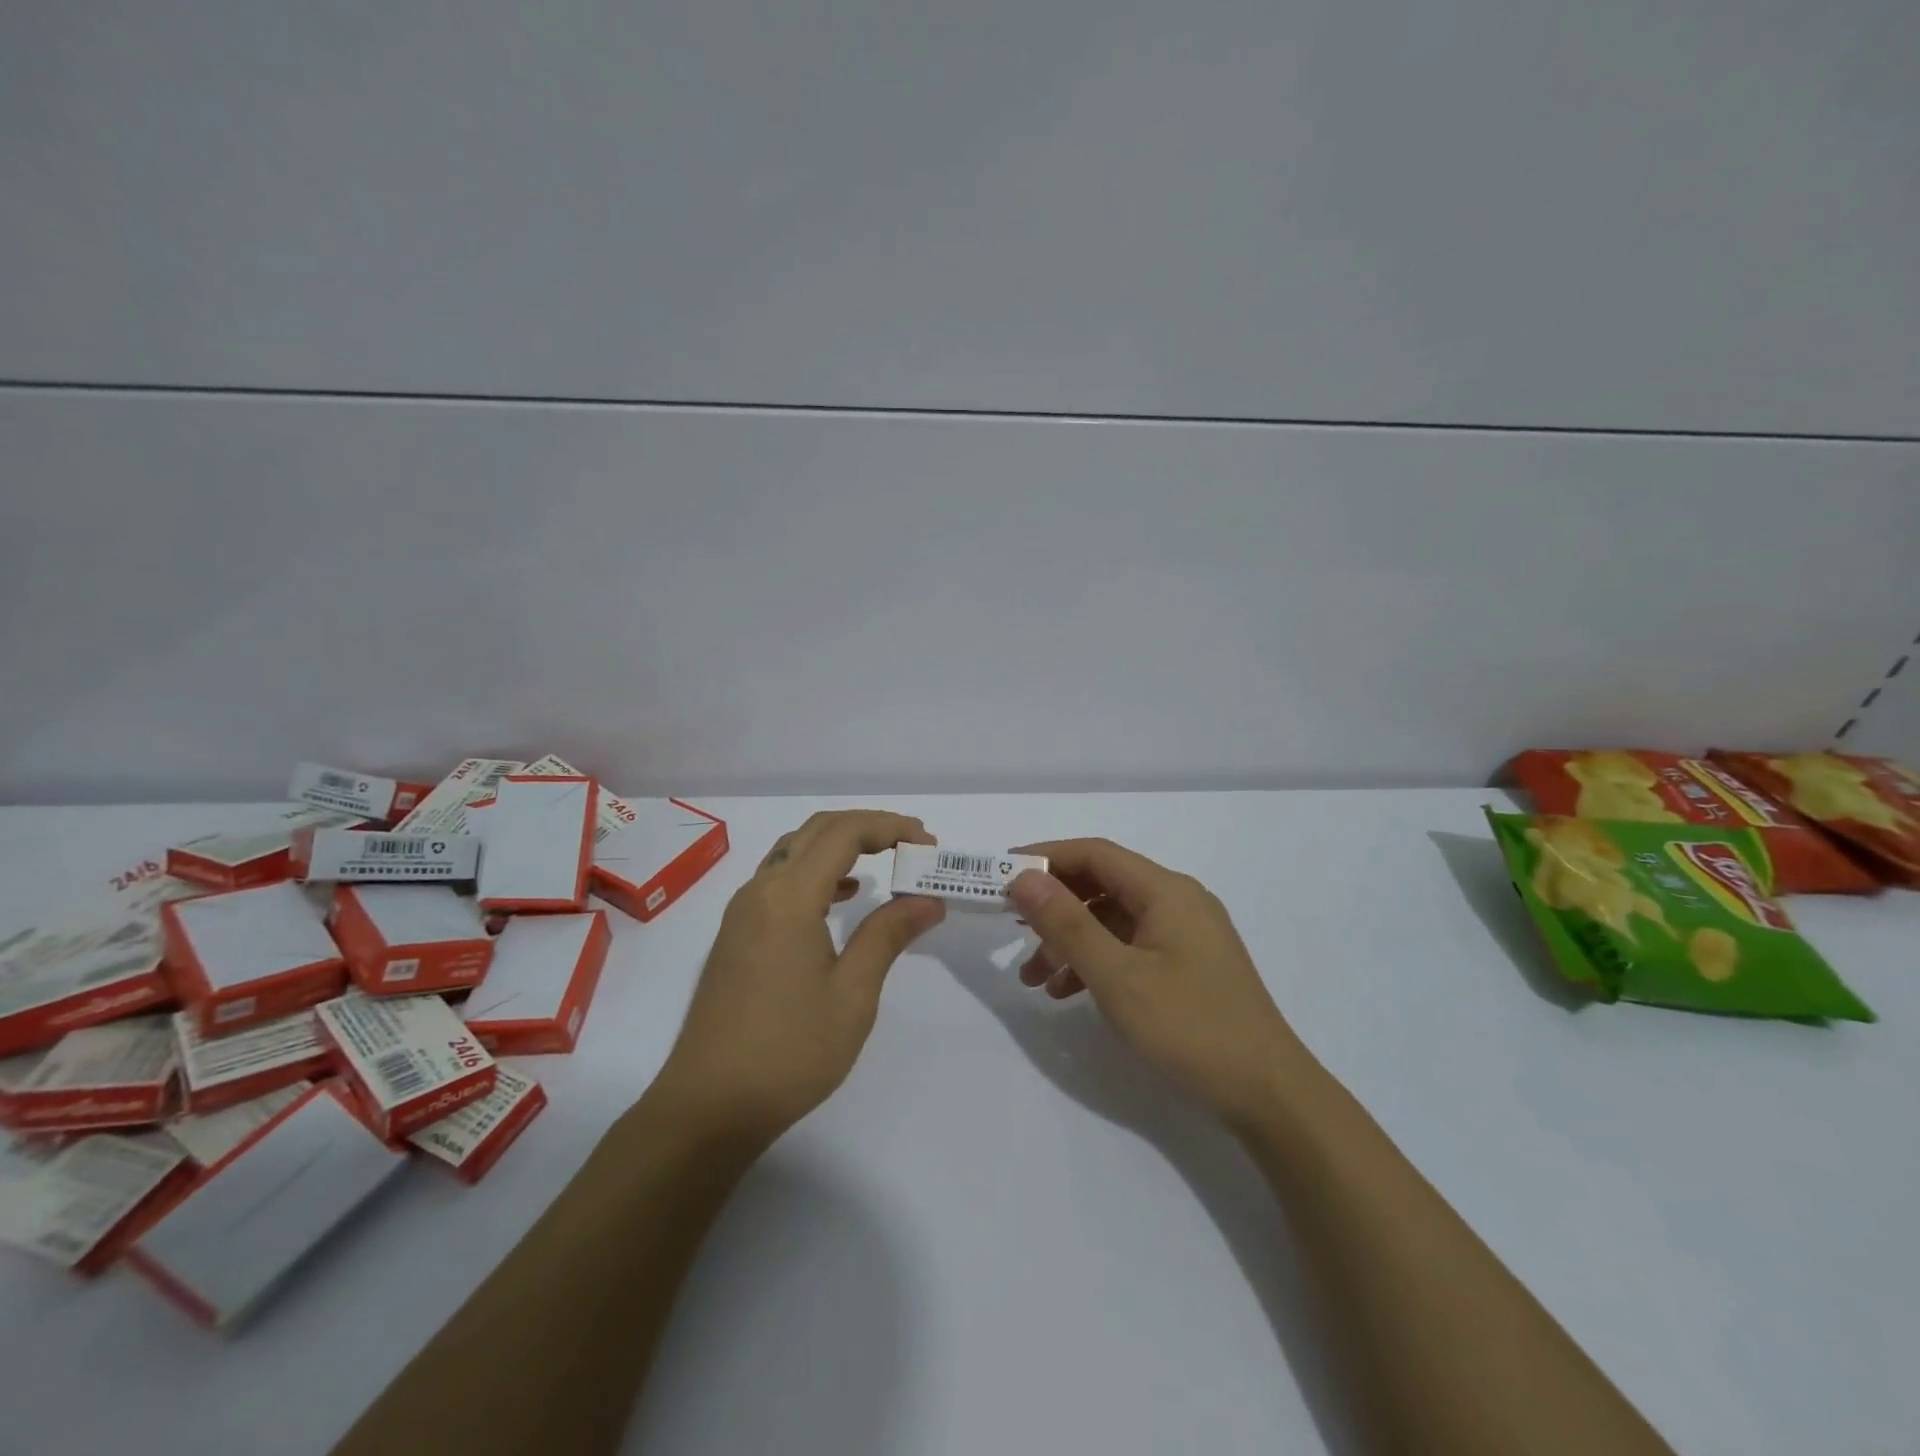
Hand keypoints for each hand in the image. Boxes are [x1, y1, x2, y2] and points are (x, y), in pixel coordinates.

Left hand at [654, 810, 944, 1144]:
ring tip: (885, 862)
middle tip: (912, 844)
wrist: (709, 1107)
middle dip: (868, 827)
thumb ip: (888, 935)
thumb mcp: (852, 995)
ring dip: (840, 845)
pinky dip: (816, 871)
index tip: (928, 844)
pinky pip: (779, 878)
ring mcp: (742, 912)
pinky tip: (842, 897)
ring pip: (794, 851)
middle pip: (817, 830)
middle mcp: (760, 890)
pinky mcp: (736, 934)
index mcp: (789, 897)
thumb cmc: (789, 1052)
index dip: (890, 827)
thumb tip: (928, 899)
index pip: (844, 833)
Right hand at [1007, 838, 1300, 1125]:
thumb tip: (1024, 877)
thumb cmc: (1190, 1027)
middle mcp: (1177, 902)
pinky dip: (1095, 962)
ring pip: (1112, 920)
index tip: (1002, 876)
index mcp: (1166, 891)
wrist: (1269, 1096)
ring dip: (1070, 941)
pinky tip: (1067, 993)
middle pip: (1102, 885)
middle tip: (1011, 926)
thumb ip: (1067, 924)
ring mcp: (1185, 935)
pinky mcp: (1187, 966)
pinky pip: (1129, 948)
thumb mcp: (1117, 976)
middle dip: (1054, 906)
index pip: (1095, 854)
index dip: (1046, 859)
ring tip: (1032, 978)